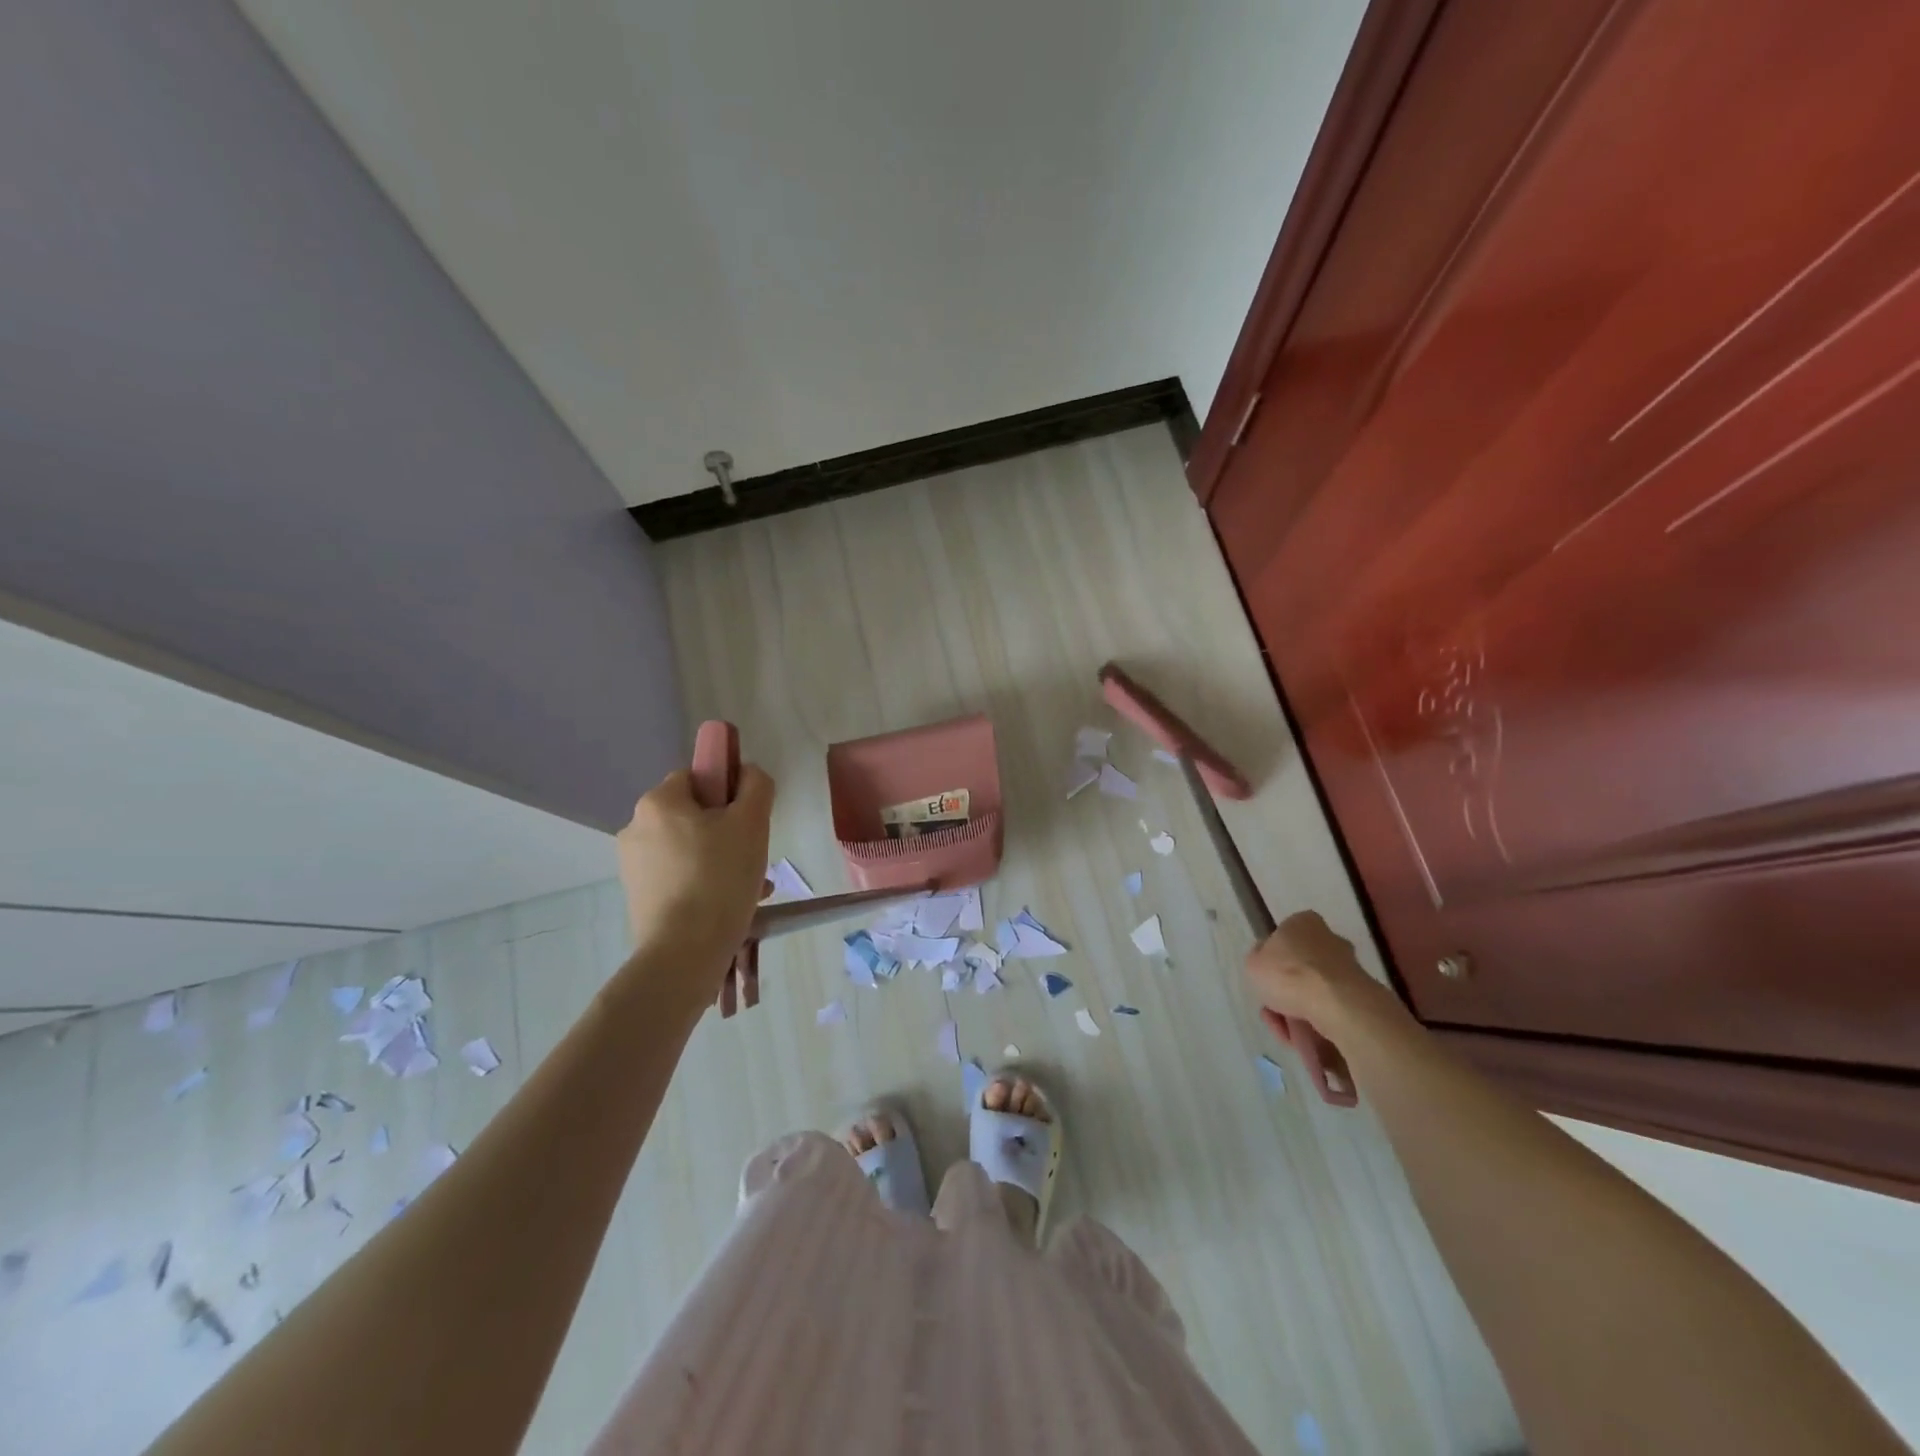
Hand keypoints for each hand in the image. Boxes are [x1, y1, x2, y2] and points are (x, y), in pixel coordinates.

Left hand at [617, 766, 775, 982]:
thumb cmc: (720, 878)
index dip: (726, 792)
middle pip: (693, 815)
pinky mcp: (638, 896)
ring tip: (750, 887)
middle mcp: (635, 828)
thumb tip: (748, 773)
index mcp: (658, 803)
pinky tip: (731, 904)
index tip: (748, 819)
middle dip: (727, 832)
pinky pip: (679, 876)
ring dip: (721, 859)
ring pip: (689, 849)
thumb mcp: (752, 822)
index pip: (696, 777)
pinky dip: (705, 883)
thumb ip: (756, 786)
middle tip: (755, 857)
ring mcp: (633, 866)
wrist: (684, 952)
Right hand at [1244, 910, 1401, 1047]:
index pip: (1285, 937)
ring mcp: (1349, 970)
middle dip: (1286, 990)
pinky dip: (1314, 1024)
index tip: (1265, 979)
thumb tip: (1266, 961)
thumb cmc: (1288, 973)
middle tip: (1272, 1010)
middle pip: (1301, 968)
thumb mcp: (1253, 962)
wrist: (1336, 1005)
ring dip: (1296, 1012)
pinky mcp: (1362, 998)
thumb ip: (1258, 959)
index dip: (1272, 960)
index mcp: (1304, 922)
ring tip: (1284, 1031)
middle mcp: (1331, 940)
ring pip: (1314, 993)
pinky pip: (1329, 1011)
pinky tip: (1300, 1038)